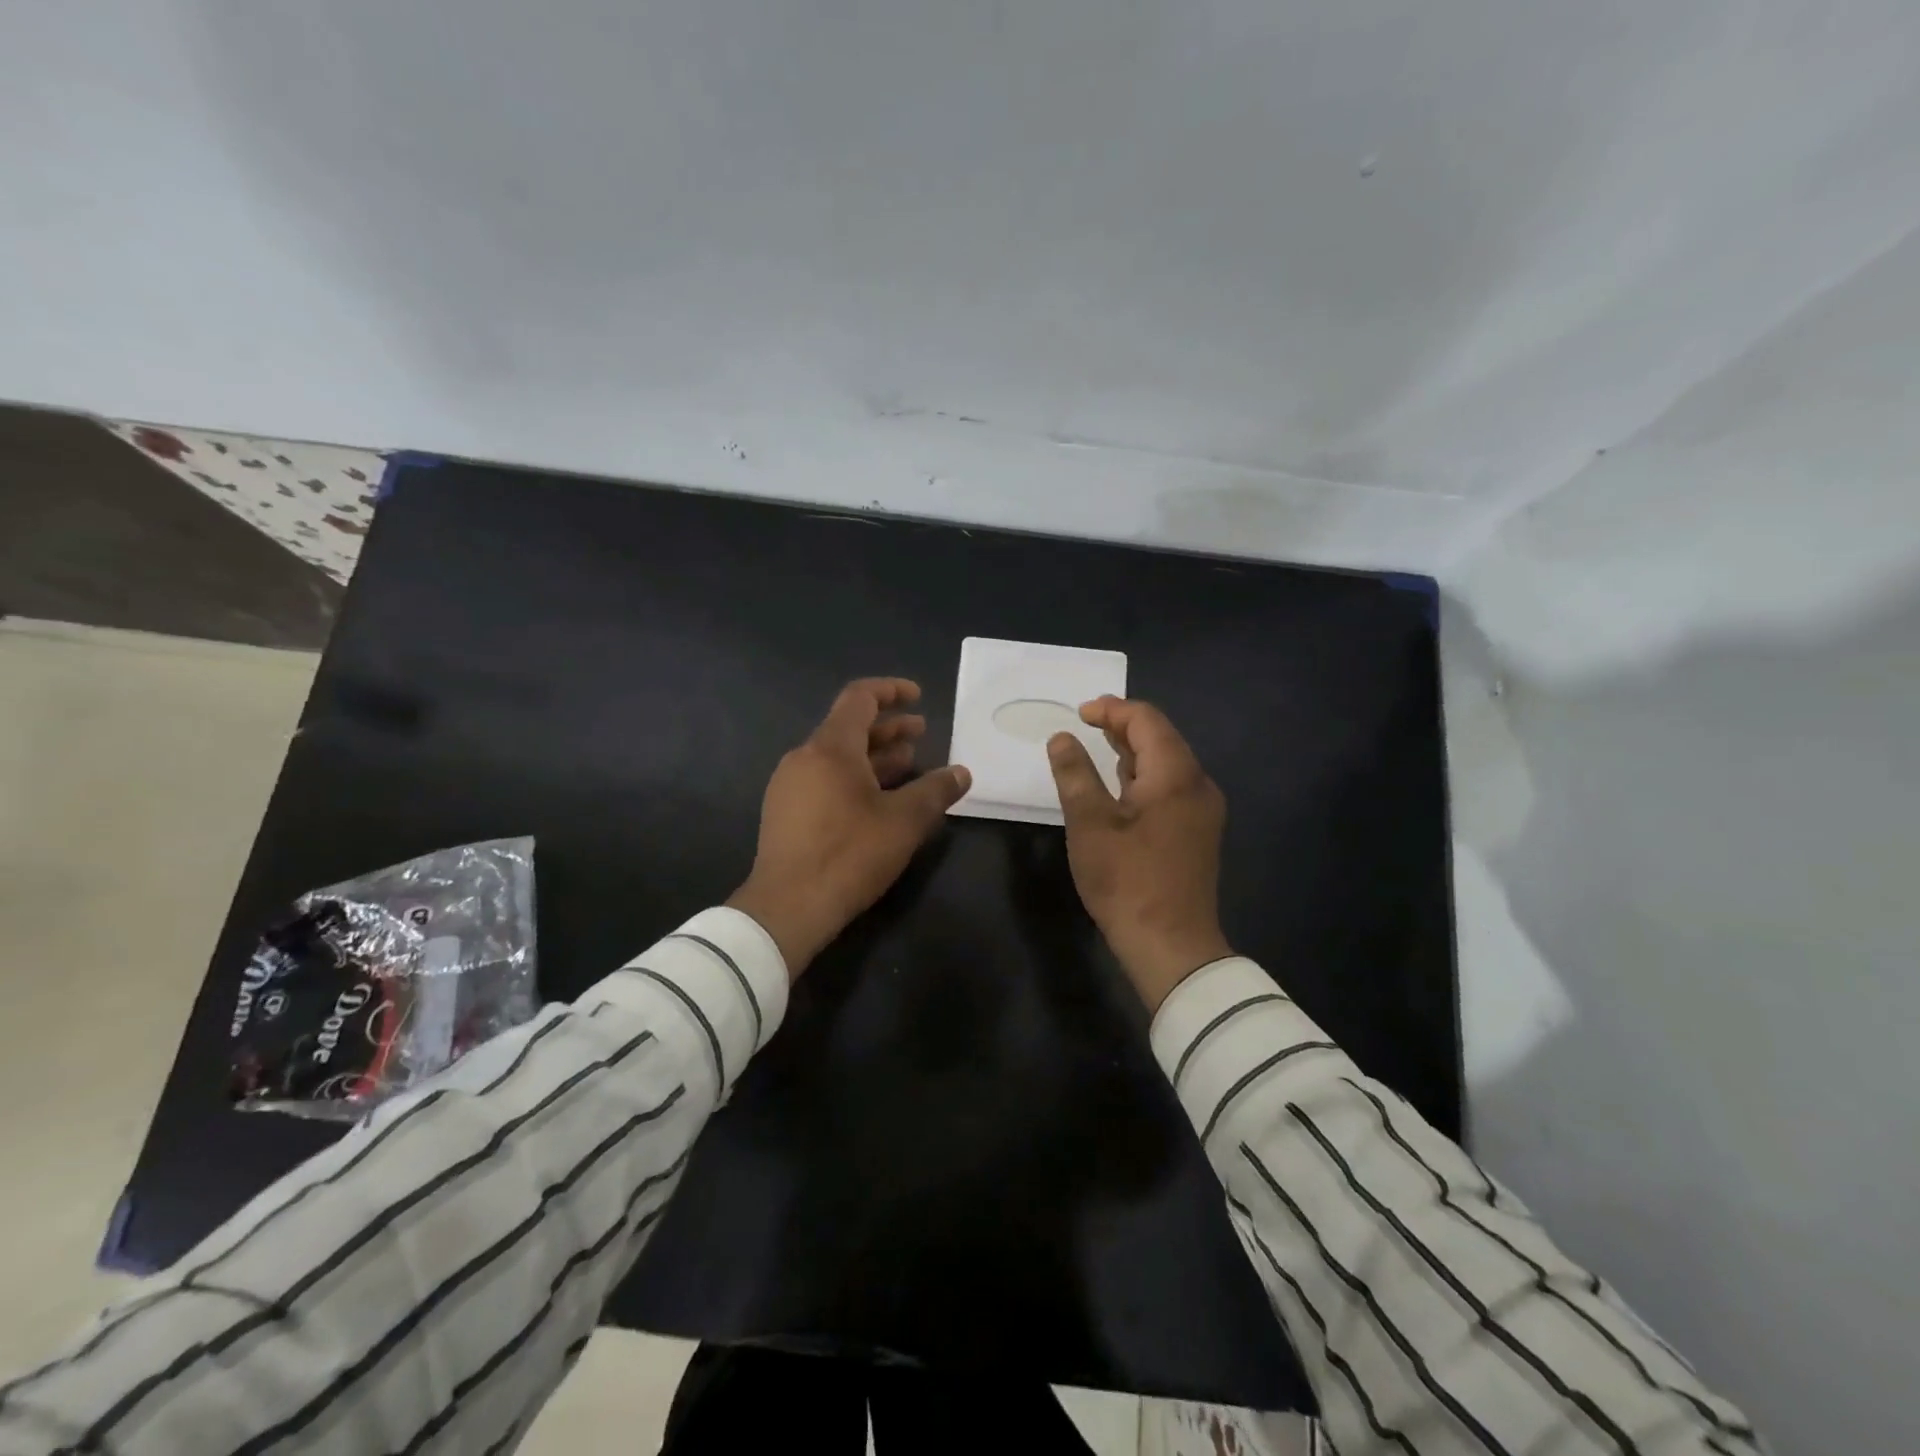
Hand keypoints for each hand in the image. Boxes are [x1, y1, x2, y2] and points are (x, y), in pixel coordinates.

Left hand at [728, 678, 971, 976]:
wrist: (787, 907)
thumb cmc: (849, 854)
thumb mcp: (904, 822)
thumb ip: (936, 791)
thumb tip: (962, 772)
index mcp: (830, 748)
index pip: (860, 698)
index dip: (891, 690)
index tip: (918, 696)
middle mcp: (805, 757)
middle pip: (849, 728)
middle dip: (889, 728)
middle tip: (922, 732)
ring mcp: (790, 786)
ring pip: (838, 757)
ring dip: (875, 756)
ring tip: (908, 763)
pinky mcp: (786, 813)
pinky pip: (825, 780)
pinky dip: (856, 778)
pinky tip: (879, 800)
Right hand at [1047, 697, 1233, 1009]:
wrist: (1171, 945)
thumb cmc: (1126, 879)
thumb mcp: (1089, 822)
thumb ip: (1075, 773)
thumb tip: (1062, 737)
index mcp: (1176, 774)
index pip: (1147, 720)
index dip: (1112, 709)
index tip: (1079, 714)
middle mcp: (1198, 784)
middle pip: (1162, 738)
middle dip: (1123, 726)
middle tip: (1086, 725)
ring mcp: (1203, 810)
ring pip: (1168, 764)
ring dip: (1134, 752)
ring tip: (1098, 749)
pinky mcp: (1199, 832)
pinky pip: (1172, 788)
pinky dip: (1145, 777)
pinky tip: (1122, 789)